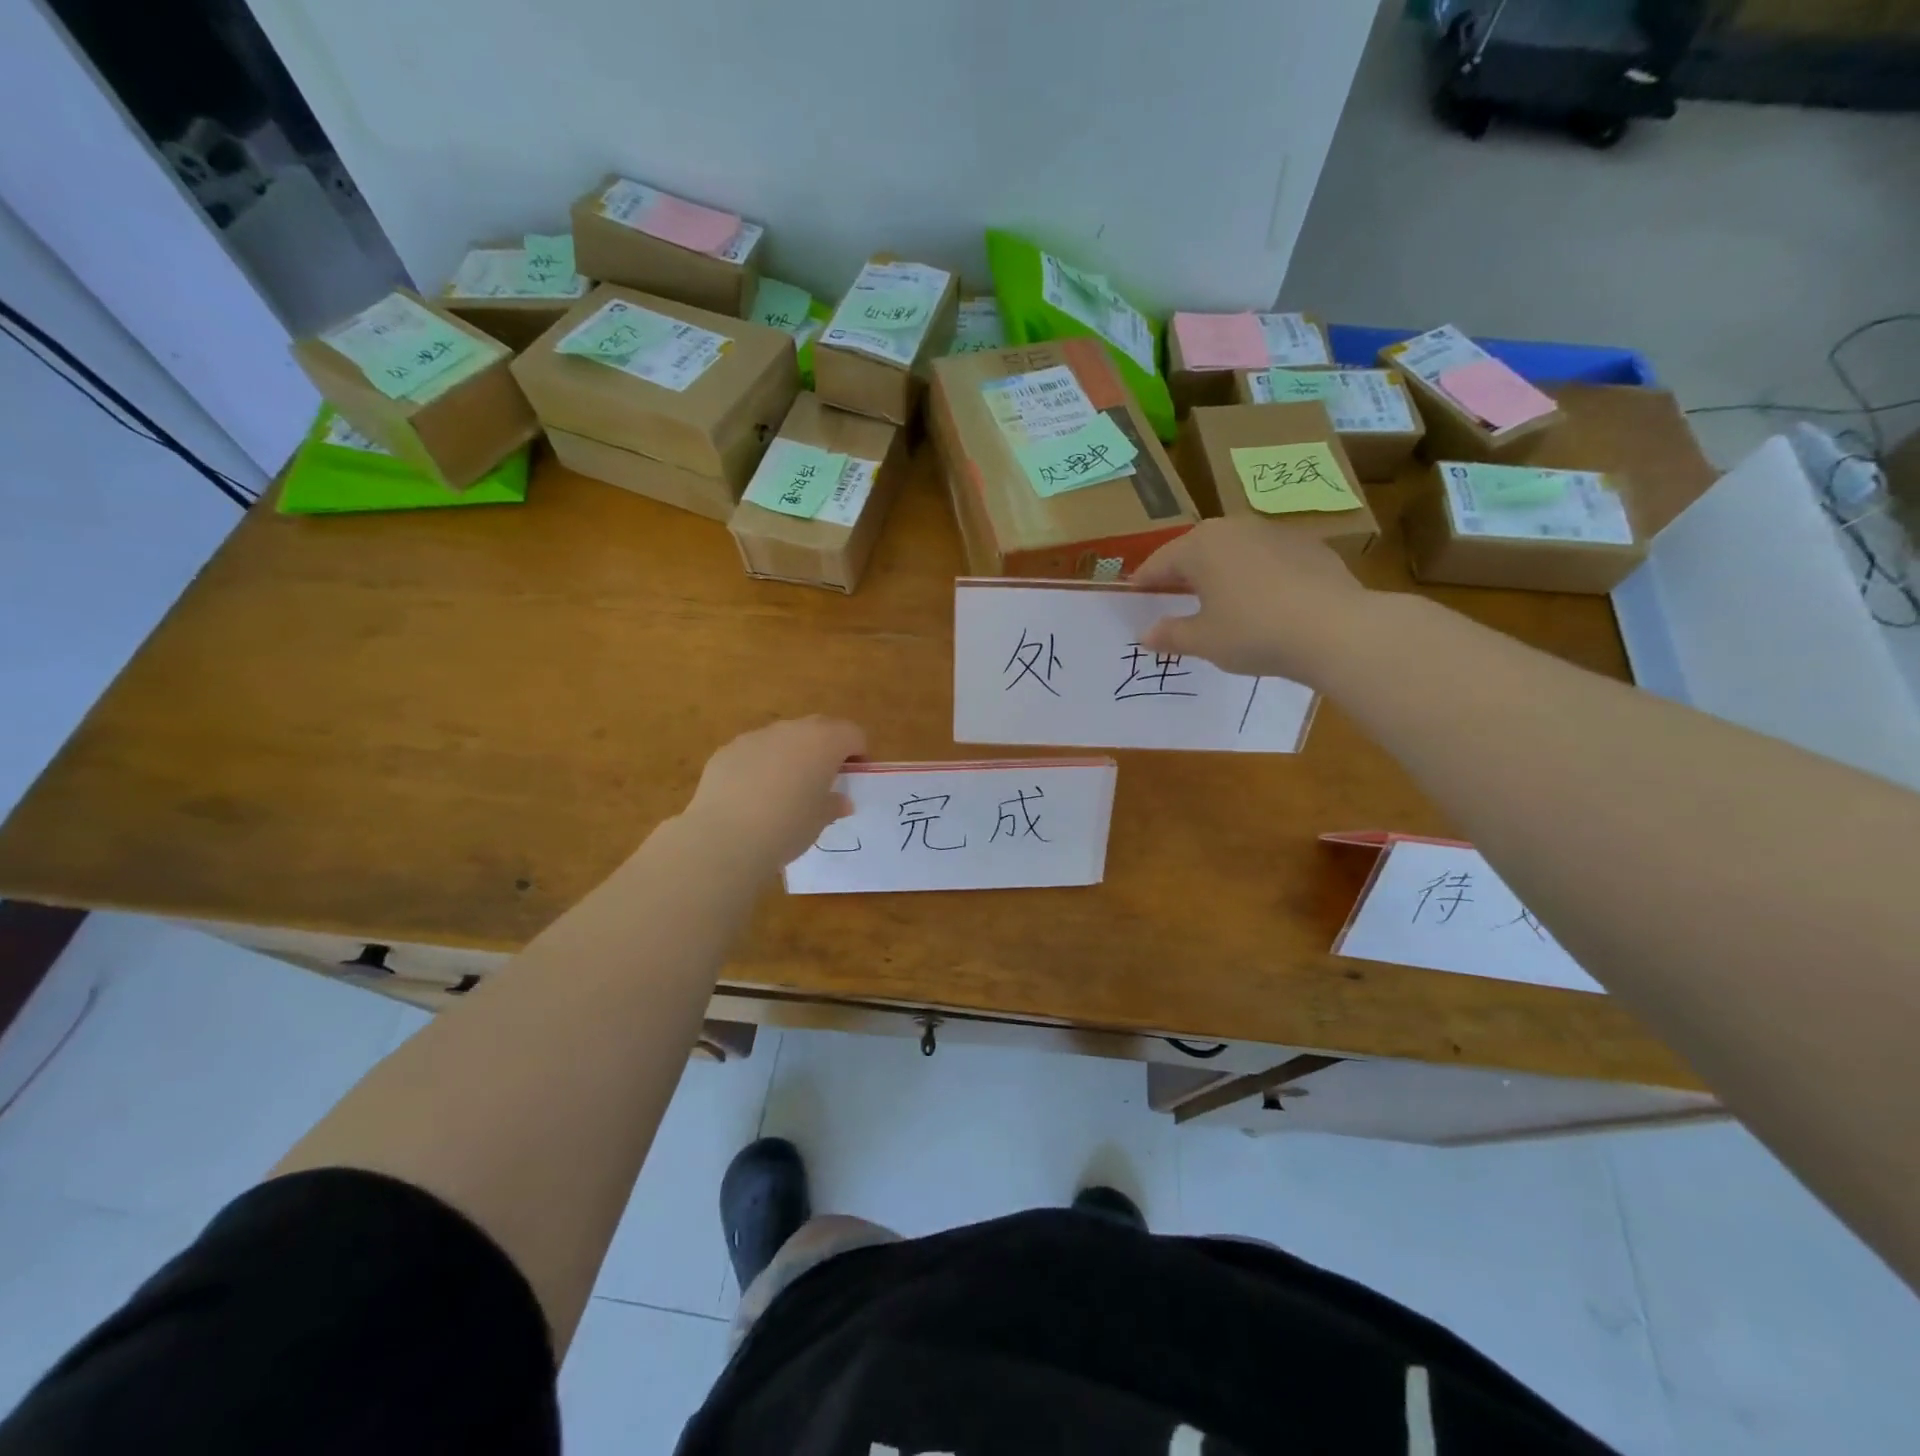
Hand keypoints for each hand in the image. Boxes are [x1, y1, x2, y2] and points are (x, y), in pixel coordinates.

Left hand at [684, 717, 865, 869]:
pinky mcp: (727, 750)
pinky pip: (754, 752)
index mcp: (824, 742)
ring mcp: (756, 736)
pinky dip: (760, 765)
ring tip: (783, 790)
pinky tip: (751, 796)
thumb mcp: (820, 820)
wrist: (726, 837)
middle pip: (819, 728)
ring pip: (783, 738)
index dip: (858, 754)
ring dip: (790, 755)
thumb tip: (840, 801)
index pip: (853, 734)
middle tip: (822, 779)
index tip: (852, 778)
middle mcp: (792, 730)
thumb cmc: (788, 826)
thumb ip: (834, 804)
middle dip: (825, 748)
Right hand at [1133, 518, 1371, 682]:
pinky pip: (1268, 561)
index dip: (1144, 583)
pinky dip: (1257, 577)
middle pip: (1197, 551)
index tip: (1134, 597)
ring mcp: (1276, 533)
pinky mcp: (1310, 547)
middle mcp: (1235, 527)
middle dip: (1183, 575)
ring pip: (1235, 552)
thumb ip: (1170, 635)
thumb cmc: (1253, 632)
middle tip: (1173, 599)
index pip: (1159, 563)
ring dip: (1221, 574)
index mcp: (1200, 545)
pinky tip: (1263, 605)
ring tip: (1219, 602)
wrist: (1335, 629)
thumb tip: (1145, 634)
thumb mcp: (1203, 641)